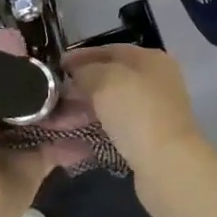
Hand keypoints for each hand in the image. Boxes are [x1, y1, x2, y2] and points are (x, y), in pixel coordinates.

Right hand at [63, 44, 206, 176]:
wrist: (167, 165)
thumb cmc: (137, 111)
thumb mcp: (105, 80)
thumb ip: (86, 70)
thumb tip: (75, 73)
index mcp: (150, 60)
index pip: (110, 51)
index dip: (81, 57)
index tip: (55, 67)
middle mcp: (154, 84)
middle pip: (108, 82)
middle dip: (76, 91)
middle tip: (48, 101)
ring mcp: (151, 115)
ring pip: (107, 110)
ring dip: (78, 117)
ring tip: (51, 127)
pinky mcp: (146, 143)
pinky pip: (111, 134)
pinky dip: (90, 138)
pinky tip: (65, 147)